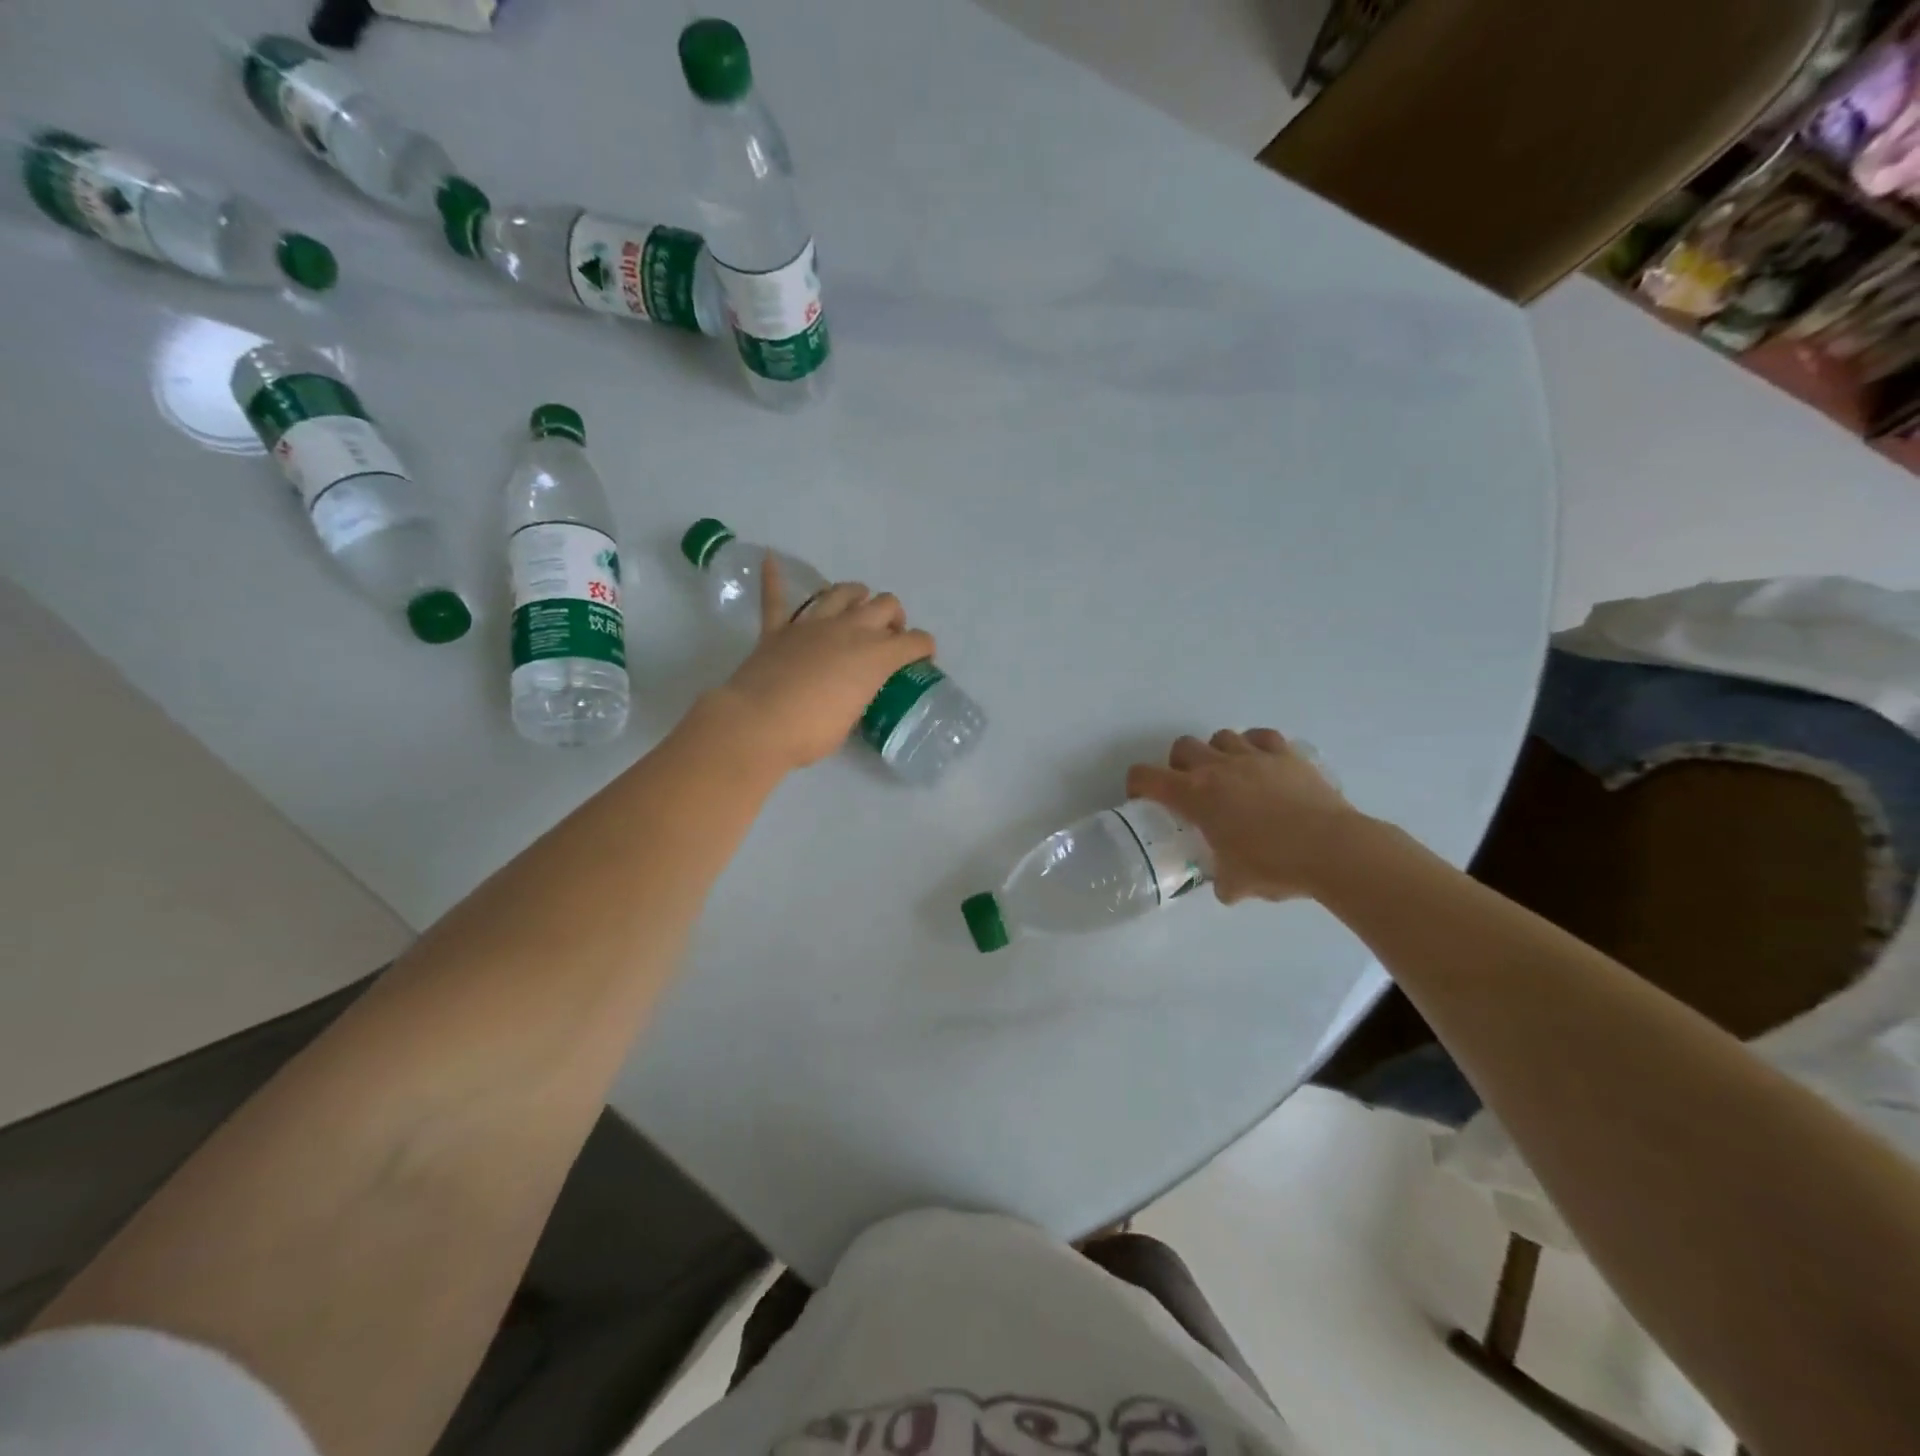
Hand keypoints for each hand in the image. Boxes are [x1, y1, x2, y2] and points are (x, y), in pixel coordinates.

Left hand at [714, 553, 935, 770]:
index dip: (924, 647)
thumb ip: (860, 694)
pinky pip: (775, 597)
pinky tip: (769, 559)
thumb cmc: (812, 732)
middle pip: (885, 605)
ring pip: (842, 592)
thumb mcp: (853, 718)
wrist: (759, 724)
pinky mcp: (777, 629)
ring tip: (857, 608)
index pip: (914, 641)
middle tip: (889, 637)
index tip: (923, 657)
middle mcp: (849, 630)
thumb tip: (853, 690)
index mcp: (875, 656)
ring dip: (855, 596)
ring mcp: (812, 625)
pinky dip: (773, 578)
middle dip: (894, 617)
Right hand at [1127, 729, 1355, 902]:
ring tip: (1230, 776)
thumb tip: (1226, 885)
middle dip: (1180, 764)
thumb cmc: (1274, 865)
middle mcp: (1217, 767)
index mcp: (1195, 795)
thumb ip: (1222, 879)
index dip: (1138, 784)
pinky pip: (1261, 737)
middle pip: (1182, 746)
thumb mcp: (1236, 882)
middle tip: (1191, 789)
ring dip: (1218, 753)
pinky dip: (1255, 746)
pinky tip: (1262, 765)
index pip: (1147, 777)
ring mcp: (1253, 756)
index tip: (1143, 798)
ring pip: (1221, 736)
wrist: (1332, 848)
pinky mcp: (1286, 754)